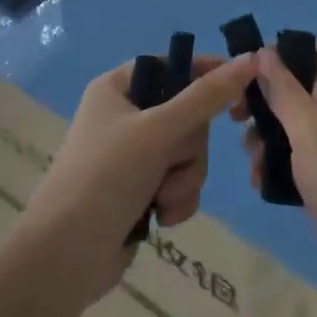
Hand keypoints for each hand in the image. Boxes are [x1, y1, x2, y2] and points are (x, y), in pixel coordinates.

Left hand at [14, 51, 254, 311]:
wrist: (65, 257)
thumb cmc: (106, 177)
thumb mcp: (159, 130)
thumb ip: (207, 96)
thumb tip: (250, 58)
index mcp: (117, 88)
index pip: (172, 65)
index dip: (205, 73)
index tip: (240, 87)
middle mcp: (125, 116)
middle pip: (188, 114)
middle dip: (189, 146)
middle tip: (172, 160)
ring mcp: (133, 156)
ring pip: (189, 152)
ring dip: (185, 177)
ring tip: (162, 198)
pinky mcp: (141, 191)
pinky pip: (181, 182)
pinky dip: (177, 199)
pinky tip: (161, 218)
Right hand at [236, 44, 316, 309]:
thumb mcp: (310, 129)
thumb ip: (285, 92)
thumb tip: (263, 51)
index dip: (292, 50)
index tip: (255, 62)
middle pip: (297, 94)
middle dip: (264, 101)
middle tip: (235, 116)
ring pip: (290, 134)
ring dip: (264, 140)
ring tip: (251, 160)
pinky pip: (293, 169)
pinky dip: (274, 171)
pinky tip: (260, 185)